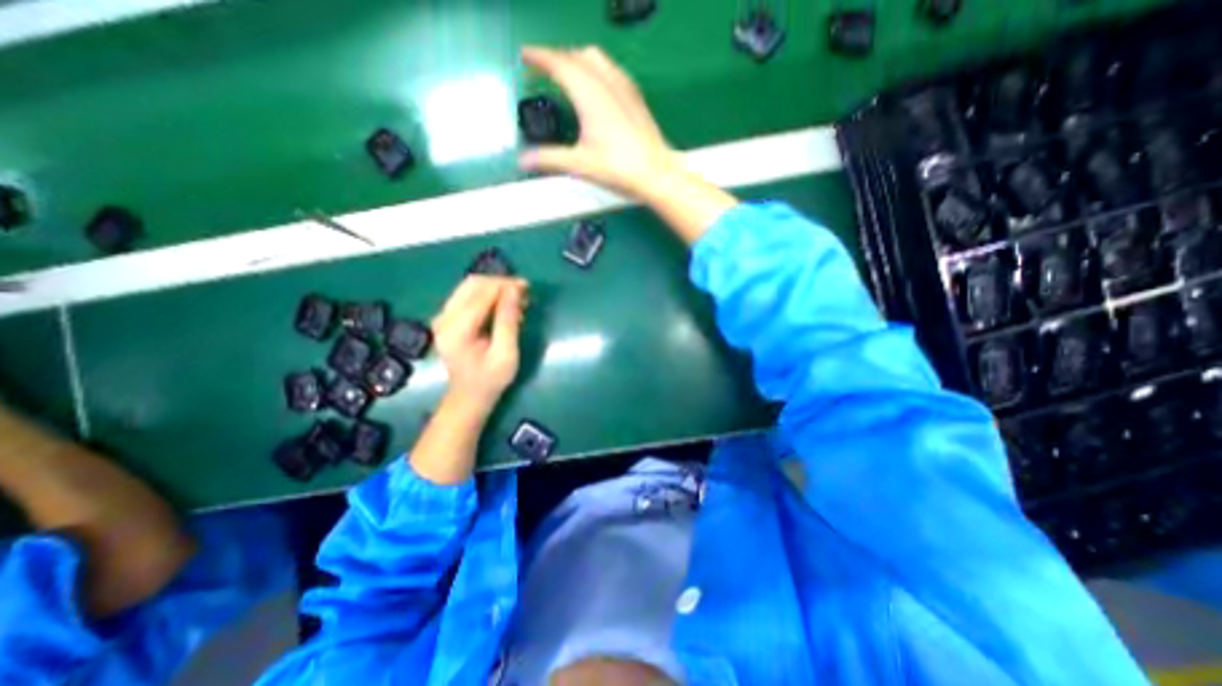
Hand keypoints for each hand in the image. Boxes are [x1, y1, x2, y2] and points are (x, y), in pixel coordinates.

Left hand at [432, 274, 526, 412]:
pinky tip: (503, 305)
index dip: (505, 286)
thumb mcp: (506, 354)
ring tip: (516, 298)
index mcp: (456, 330)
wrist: (469, 396)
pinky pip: (467, 295)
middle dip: (500, 283)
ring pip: (469, 286)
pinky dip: (487, 294)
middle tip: (524, 292)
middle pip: (473, 284)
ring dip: (494, 287)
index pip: (481, 294)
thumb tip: (514, 290)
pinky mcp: (447, 317)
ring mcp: (443, 316)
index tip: (527, 287)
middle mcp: (444, 318)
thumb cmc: (491, 379)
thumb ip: (508, 321)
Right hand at [517, 42, 685, 200]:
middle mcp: (606, 81)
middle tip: (541, 69)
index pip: (558, 63)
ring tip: (565, 73)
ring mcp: (623, 86)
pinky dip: (594, 67)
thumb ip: (550, 158)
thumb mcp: (580, 164)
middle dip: (555, 58)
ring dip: (575, 58)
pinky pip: (610, 68)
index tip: (524, 56)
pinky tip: (595, 84)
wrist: (656, 173)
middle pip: (575, 56)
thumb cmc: (618, 168)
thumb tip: (523, 160)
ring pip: (595, 57)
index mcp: (589, 93)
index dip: (538, 57)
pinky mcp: (635, 95)